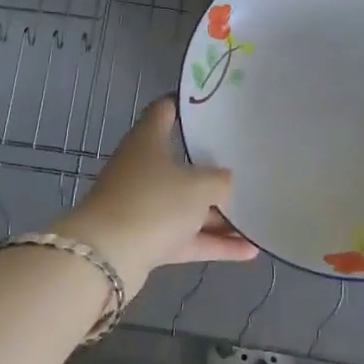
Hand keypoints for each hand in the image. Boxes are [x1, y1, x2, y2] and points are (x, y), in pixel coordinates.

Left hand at [61, 98, 255, 297]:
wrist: (107, 258)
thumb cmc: (154, 203)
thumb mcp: (200, 186)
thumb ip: (221, 181)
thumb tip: (227, 182)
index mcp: (148, 140)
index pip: (166, 110)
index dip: (188, 104)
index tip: (215, 104)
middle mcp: (143, 168)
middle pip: (181, 162)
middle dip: (212, 166)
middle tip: (247, 162)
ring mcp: (143, 205)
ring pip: (186, 205)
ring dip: (219, 214)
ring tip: (256, 216)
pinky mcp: (146, 239)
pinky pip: (186, 237)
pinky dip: (213, 243)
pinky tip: (249, 251)